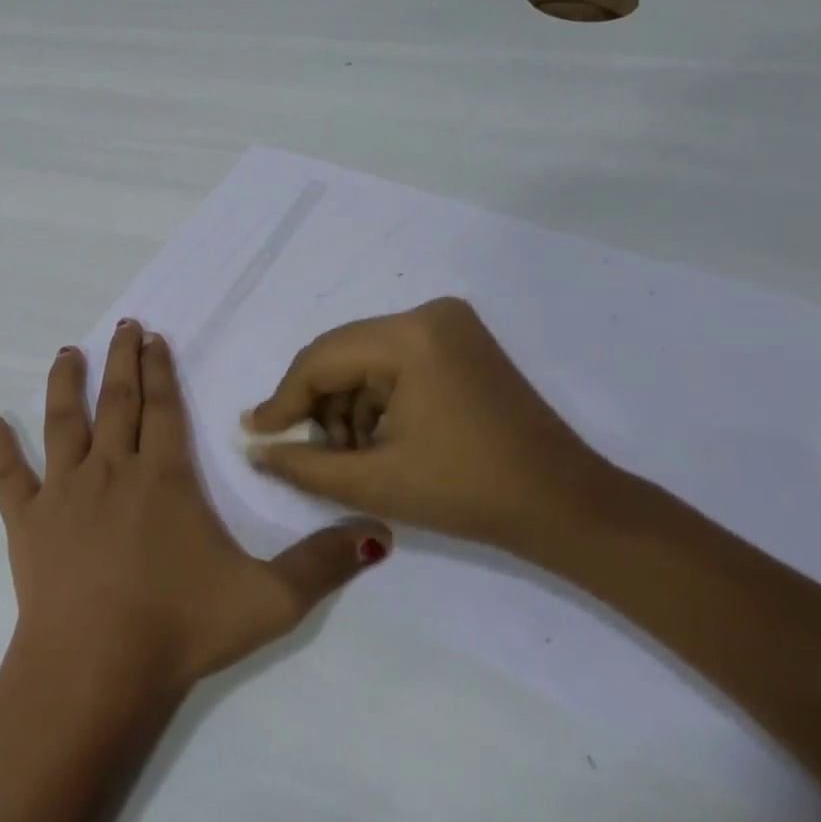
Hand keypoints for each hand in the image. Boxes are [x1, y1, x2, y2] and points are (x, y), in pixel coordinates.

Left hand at [0, 319, 390, 697]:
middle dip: (122, 360)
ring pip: (64, 422)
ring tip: (68, 353)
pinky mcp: (27, 520)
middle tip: (122, 325)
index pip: (163, 407)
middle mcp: (111, 468)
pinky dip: (1, 448)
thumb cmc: (180, 627)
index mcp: (163, 476)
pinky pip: (10, 475)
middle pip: (117, 401)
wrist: (95, 668)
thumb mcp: (269, 600)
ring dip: (67, 384)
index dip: (159, 368)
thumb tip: (380, 531)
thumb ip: (324, 564)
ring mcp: (64, 491)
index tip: (153, 337)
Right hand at [243, 298, 604, 552]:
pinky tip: (379, 440)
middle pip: (341, 355)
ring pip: (364, 361)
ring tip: (350, 455)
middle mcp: (428, 314)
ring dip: (346, 406)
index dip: (283, 400)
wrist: (567, 507)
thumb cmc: (468, 493)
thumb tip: (253, 448)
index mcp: (410, 337)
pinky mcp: (460, 342)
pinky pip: (393, 363)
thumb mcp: (373, 482)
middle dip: (318, 406)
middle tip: (305, 451)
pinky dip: (376, 400)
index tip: (254, 432)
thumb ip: (302, 464)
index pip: (321, 360)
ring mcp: (449, 324)